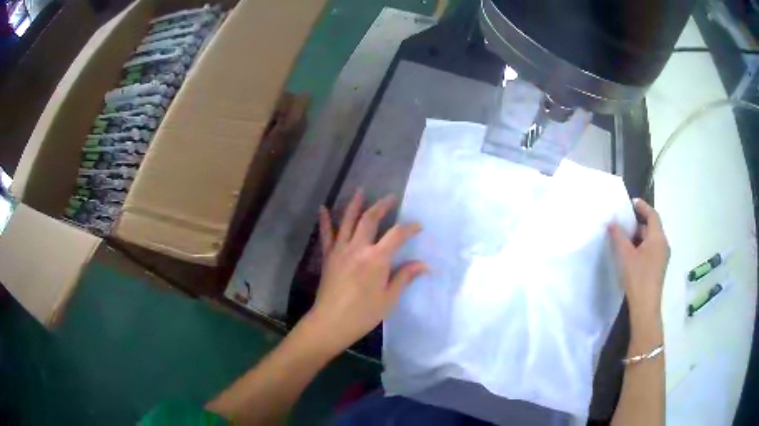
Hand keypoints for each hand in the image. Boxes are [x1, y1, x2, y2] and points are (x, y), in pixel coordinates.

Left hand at [304, 189, 426, 354]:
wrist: (331, 322)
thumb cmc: (363, 314)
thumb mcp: (389, 298)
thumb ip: (404, 277)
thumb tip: (424, 265)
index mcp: (376, 259)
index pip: (396, 235)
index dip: (409, 228)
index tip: (418, 226)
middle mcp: (358, 248)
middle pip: (370, 220)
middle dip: (382, 206)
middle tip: (390, 198)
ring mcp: (340, 250)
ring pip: (348, 221)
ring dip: (355, 204)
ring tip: (360, 191)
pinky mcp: (328, 256)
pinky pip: (326, 235)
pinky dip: (325, 221)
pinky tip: (323, 208)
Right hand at [609, 199, 669, 332]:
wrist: (645, 307)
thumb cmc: (638, 278)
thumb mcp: (625, 256)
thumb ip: (618, 237)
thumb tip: (611, 222)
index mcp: (658, 238)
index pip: (652, 215)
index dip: (642, 207)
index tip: (631, 202)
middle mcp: (663, 244)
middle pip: (652, 227)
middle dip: (638, 222)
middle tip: (623, 222)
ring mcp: (662, 257)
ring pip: (651, 239)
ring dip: (639, 235)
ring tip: (624, 238)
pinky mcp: (659, 267)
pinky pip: (651, 249)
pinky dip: (642, 246)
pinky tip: (631, 253)